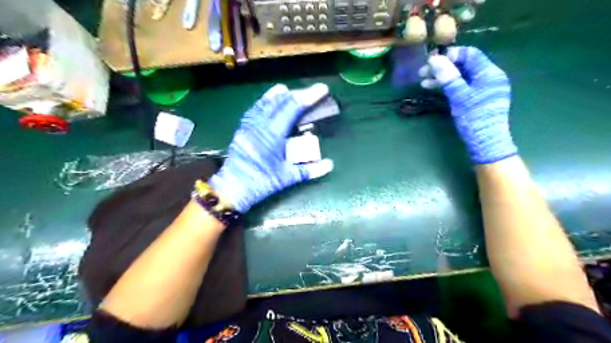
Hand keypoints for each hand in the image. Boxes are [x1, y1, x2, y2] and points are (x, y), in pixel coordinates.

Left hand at [211, 83, 333, 211]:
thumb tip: (330, 164)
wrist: (233, 188)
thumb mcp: (287, 178)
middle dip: (298, 94)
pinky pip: (256, 109)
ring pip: (266, 102)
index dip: (308, 97)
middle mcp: (260, 125)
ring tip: (291, 91)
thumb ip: (309, 170)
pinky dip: (266, 101)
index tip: (322, 89)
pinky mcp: (243, 129)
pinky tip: (270, 101)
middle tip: (312, 92)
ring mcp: (249, 125)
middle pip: (281, 101)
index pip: (292, 108)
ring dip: (281, 95)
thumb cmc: (261, 182)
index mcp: (272, 134)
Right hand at [421, 46, 514, 162]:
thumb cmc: (474, 118)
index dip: (450, 55)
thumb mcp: (459, 96)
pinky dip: (448, 86)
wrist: (485, 143)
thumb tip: (435, 59)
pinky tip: (434, 89)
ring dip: (442, 78)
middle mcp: (489, 77)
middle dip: (443, 67)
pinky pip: (462, 87)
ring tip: (423, 82)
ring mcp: (483, 89)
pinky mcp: (477, 99)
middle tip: (422, 72)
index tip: (430, 60)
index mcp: (489, 73)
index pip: (470, 54)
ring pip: (461, 77)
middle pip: (464, 65)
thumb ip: (448, 76)